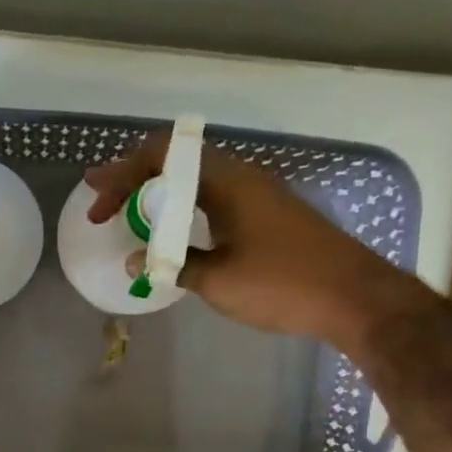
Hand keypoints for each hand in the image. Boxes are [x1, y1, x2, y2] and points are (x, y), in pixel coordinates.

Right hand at [85, 133, 418, 347]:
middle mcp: (240, 176)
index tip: (99, 210)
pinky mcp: (268, 213)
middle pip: (176, 160)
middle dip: (133, 177)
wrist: (353, 295)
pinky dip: (183, 206)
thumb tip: (134, 262)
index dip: (121, 177)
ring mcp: (257, 193)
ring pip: (195, 179)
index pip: (161, 156)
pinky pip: (213, 196)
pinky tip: (173, 230)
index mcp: (225, 182)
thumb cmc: (281, 284)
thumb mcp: (217, 280)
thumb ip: (171, 265)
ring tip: (129, 211)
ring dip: (159, 192)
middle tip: (100, 197)